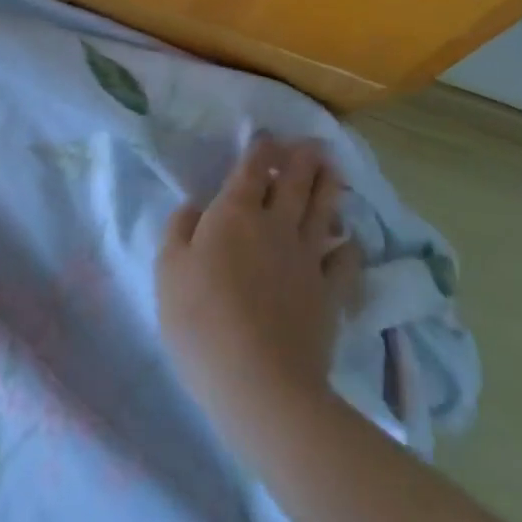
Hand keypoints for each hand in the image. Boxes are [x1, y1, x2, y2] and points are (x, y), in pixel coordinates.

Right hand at [157, 137, 361, 434]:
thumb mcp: (169, 270)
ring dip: (329, 188)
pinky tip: (351, 240)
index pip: (251, 171)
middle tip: (315, 143)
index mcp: (234, 213)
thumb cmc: (202, 321)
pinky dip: (350, 247)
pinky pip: (345, 262)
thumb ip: (180, 229)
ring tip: (335, 170)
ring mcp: (307, 259)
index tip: (269, 137)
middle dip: (303, 160)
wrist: (261, 384)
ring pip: (322, 212)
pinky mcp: (330, 295)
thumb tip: (195, 206)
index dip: (261, 151)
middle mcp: (275, 225)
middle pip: (293, 184)